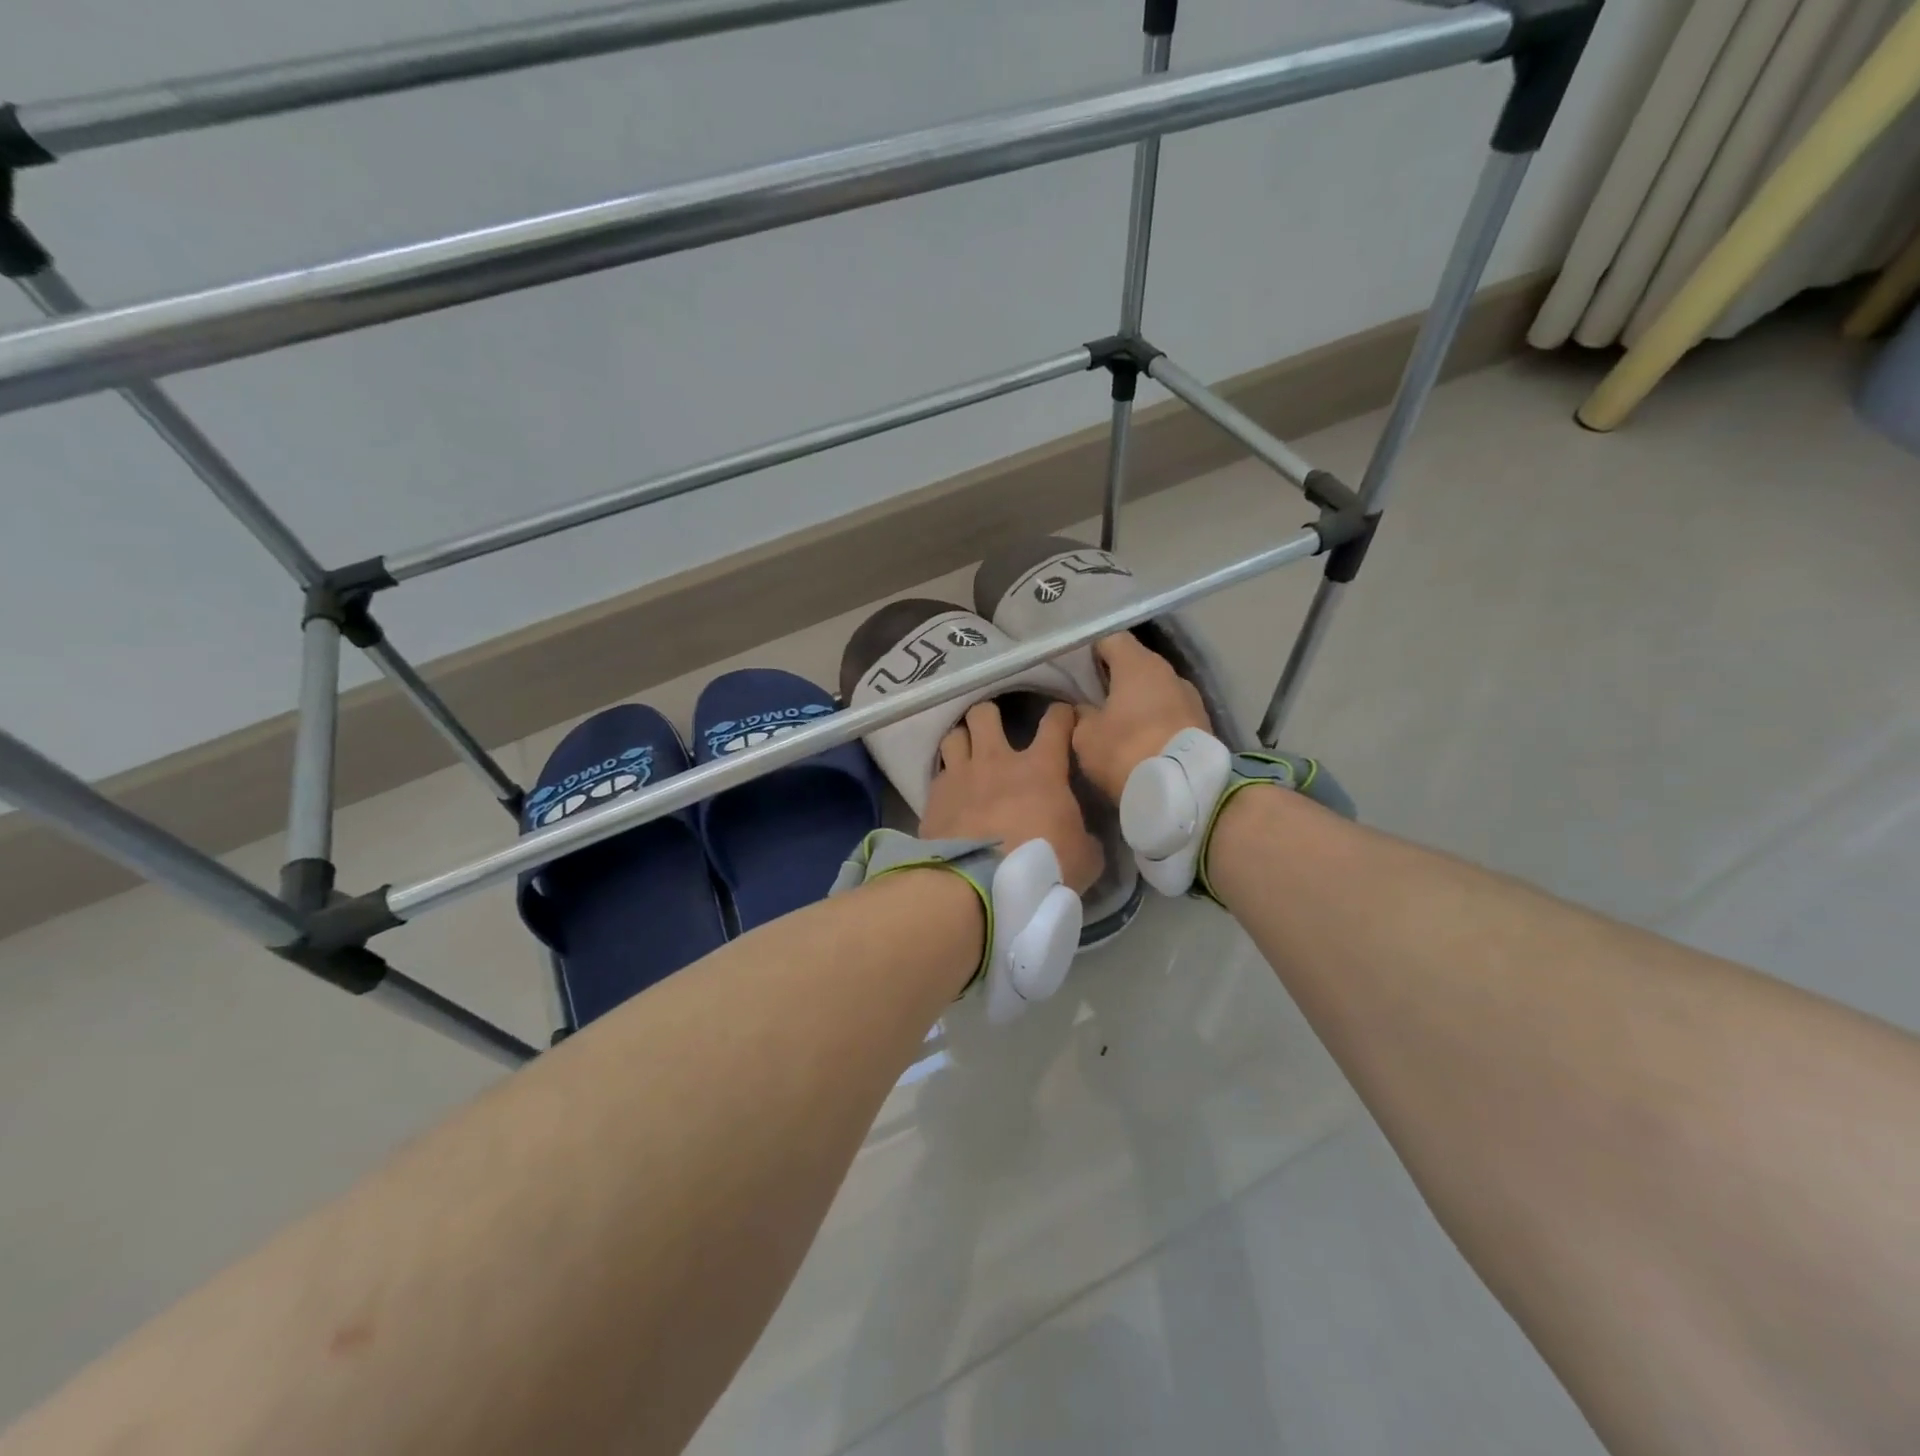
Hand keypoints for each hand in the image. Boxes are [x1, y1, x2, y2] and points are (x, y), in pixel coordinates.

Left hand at [920, 701, 1104, 893]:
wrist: (980, 886)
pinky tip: (951, 793)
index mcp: (1040, 768)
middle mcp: (996, 761)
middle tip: (997, 733)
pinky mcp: (934, 798)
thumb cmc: (1041, 867)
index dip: (1061, 715)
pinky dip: (946, 778)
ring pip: (955, 735)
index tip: (1064, 719)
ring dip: (963, 741)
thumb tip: (1086, 838)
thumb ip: (1086, 839)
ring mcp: (961, 775)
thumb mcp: (1085, 859)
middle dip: (991, 717)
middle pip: (986, 713)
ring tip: (968, 755)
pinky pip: (938, 773)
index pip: (1055, 721)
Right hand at [1071, 632, 1210, 801]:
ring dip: (1138, 702)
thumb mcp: (1085, 736)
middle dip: (1115, 678)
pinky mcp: (1203, 723)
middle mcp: (1169, 672)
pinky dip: (1154, 720)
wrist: (1183, 791)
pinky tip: (1141, 740)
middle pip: (1136, 664)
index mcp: (1138, 664)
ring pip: (1155, 690)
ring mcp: (1191, 697)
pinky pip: (1170, 712)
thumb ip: (1081, 714)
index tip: (1077, 671)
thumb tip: (1085, 708)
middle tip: (1093, 699)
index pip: (1111, 639)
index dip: (1091, 652)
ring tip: (1118, 724)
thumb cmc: (1126, 751)